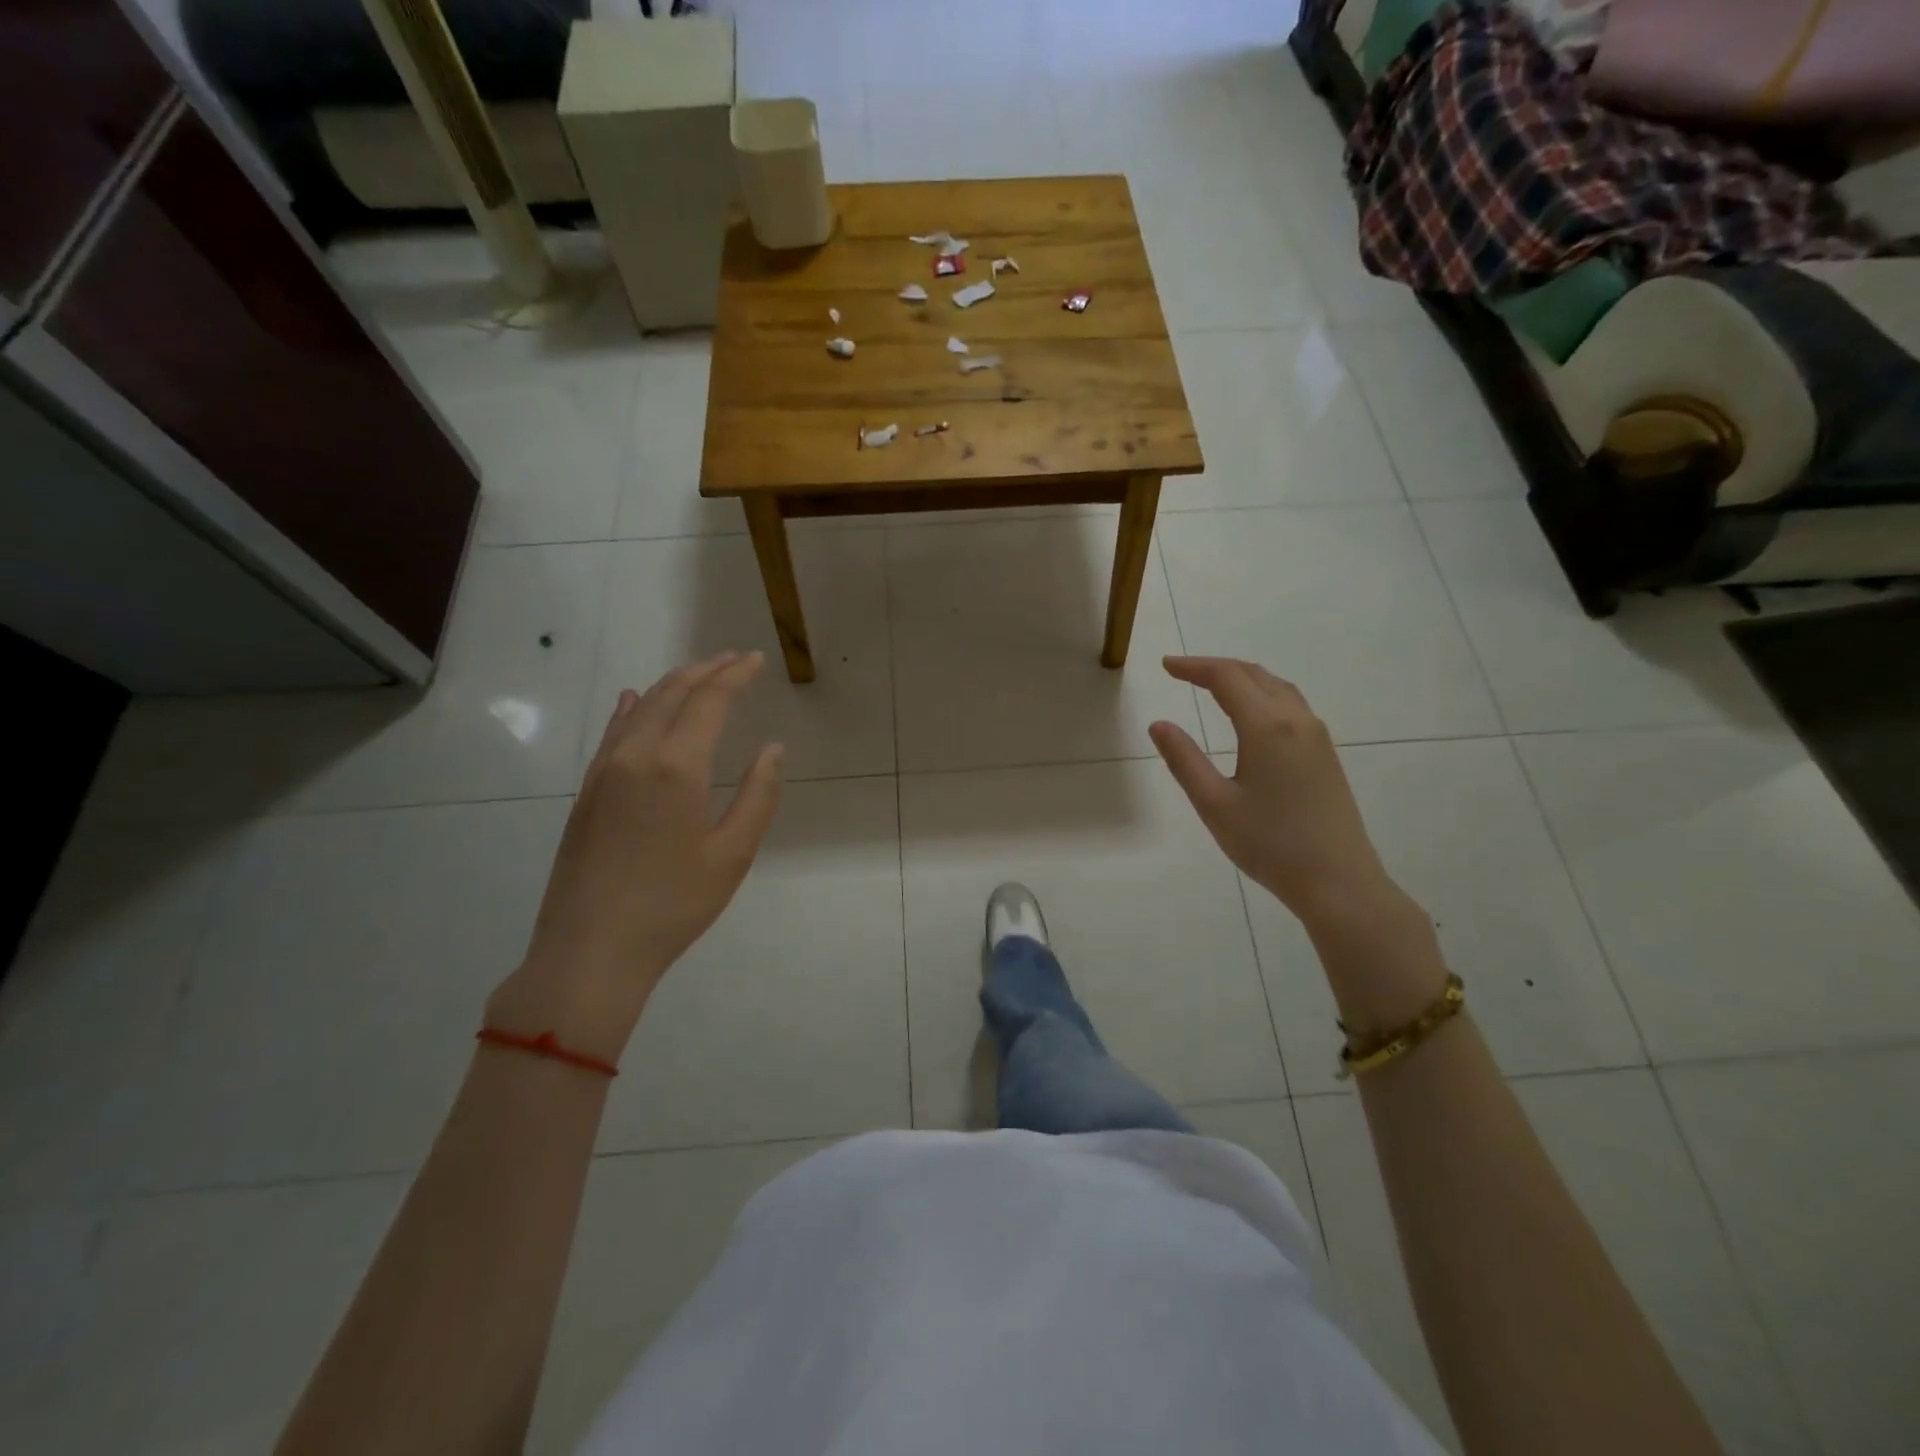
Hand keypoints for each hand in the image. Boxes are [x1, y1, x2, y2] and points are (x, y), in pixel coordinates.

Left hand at [486, 652, 784, 1061]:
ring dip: (671, 685)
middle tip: (732, 659)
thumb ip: (758, 795)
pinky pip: (612, 734)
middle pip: (672, 695)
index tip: (755, 660)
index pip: (709, 701)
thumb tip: (772, 748)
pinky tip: (634, 702)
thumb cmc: (673, 905)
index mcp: (677, 766)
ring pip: (639, 709)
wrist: (590, 950)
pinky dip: (631, 710)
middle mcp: (636, 755)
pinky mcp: (586, 793)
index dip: (734, 676)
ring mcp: (604, 772)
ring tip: (697, 674)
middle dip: (705, 671)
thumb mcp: (732, 854)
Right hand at [1149, 657, 1394, 928]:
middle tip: (1182, 672)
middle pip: (1254, 675)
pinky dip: (1263, 694)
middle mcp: (1296, 720)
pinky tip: (1251, 713)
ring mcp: (1317, 736)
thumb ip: (1184, 760)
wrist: (1338, 881)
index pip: (1226, 678)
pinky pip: (1291, 705)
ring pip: (1277, 687)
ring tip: (1213, 684)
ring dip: (1243, 677)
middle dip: (1216, 667)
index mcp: (1266, 727)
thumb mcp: (1214, 804)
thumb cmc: (1270, 844)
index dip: (1193, 667)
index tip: (1166, 666)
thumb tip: (1159, 725)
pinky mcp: (1326, 754)